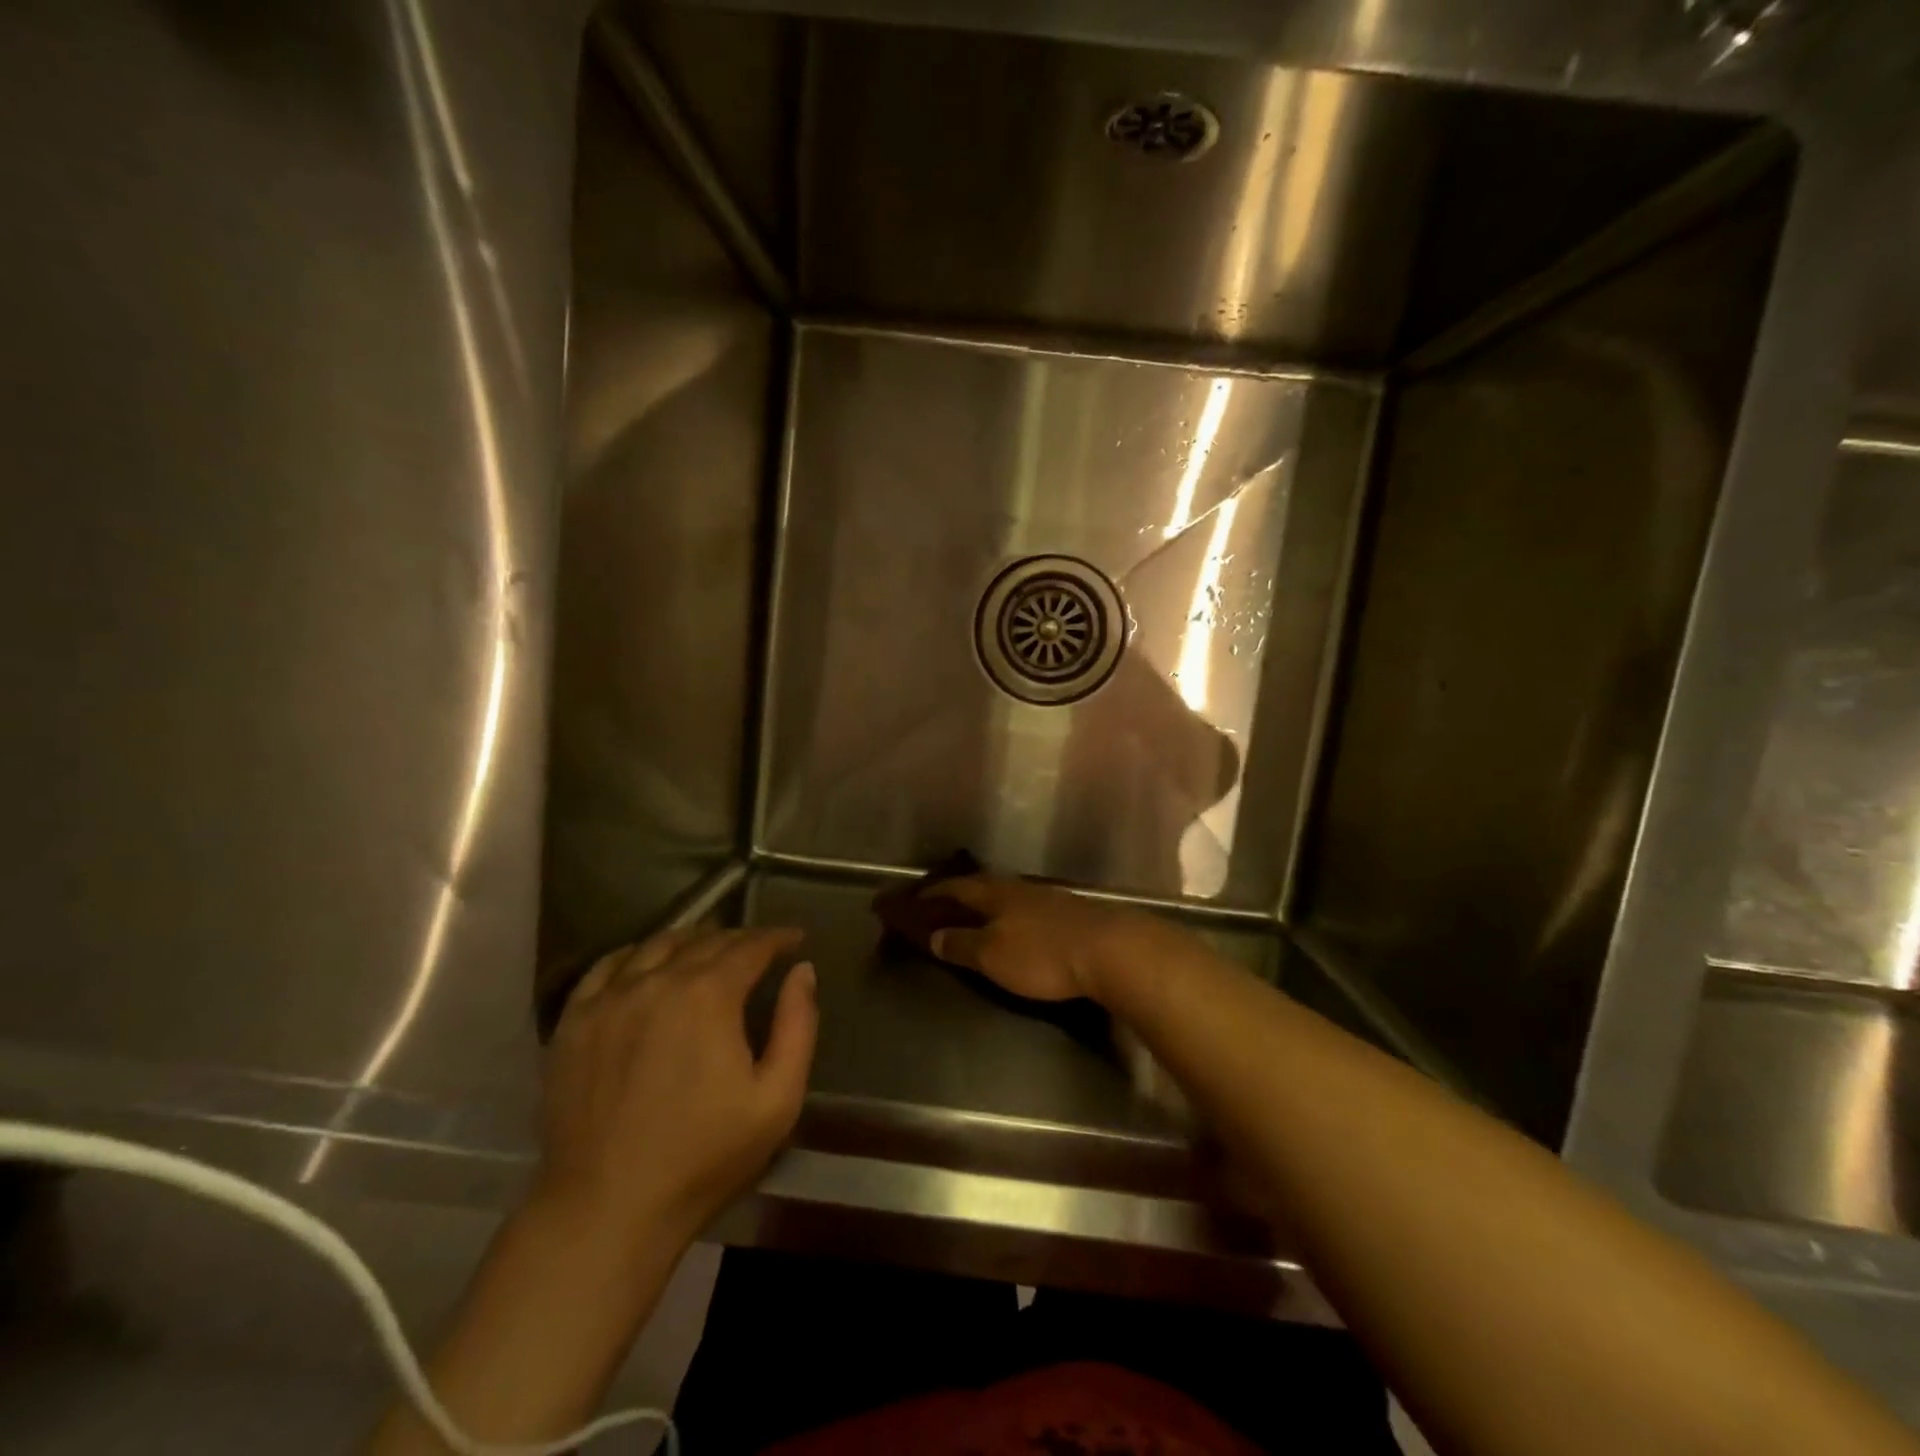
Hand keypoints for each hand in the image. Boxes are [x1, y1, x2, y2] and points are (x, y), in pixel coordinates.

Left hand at [536, 925, 816, 1250]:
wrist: (607, 1210)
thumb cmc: (704, 1158)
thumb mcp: (777, 1098)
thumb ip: (798, 1025)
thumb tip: (802, 971)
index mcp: (709, 994)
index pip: (751, 946)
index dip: (777, 937)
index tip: (794, 939)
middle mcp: (657, 981)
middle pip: (706, 941)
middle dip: (739, 939)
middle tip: (758, 949)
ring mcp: (609, 998)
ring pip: (656, 945)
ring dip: (690, 940)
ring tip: (707, 950)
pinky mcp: (573, 1022)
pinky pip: (606, 967)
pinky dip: (635, 955)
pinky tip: (645, 965)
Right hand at [923, 877, 1169, 1001]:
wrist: (1110, 950)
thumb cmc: (1042, 954)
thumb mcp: (992, 955)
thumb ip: (962, 944)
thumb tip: (934, 935)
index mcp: (996, 893)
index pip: (957, 886)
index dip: (935, 892)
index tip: (916, 898)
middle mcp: (1020, 888)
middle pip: (984, 886)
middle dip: (962, 894)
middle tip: (944, 905)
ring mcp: (1048, 898)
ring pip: (1009, 895)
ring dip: (989, 904)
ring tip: (978, 915)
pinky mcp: (1072, 913)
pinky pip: (1030, 908)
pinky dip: (1014, 915)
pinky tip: (1019, 925)